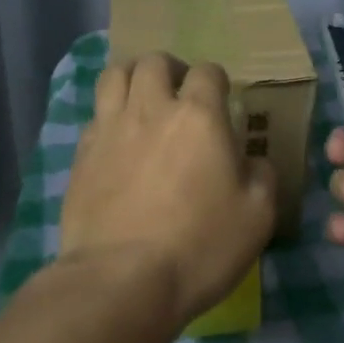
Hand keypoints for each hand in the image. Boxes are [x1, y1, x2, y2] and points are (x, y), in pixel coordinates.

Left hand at [61, 53, 275, 325]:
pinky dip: (109, 116)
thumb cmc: (199, 246)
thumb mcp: (257, 216)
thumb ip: (262, 175)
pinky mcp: (81, 155)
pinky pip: (95, 115)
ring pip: (115, 76)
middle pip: (154, 62)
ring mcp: (110, 129)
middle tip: (179, 95)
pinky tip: (118, 141)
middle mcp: (151, 109)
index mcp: (199, 116)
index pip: (207, 72)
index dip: (216, 81)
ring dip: (133, 79)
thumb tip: (253, 160)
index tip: (221, 101)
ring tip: (142, 102)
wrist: (120, 280)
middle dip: (170, 70)